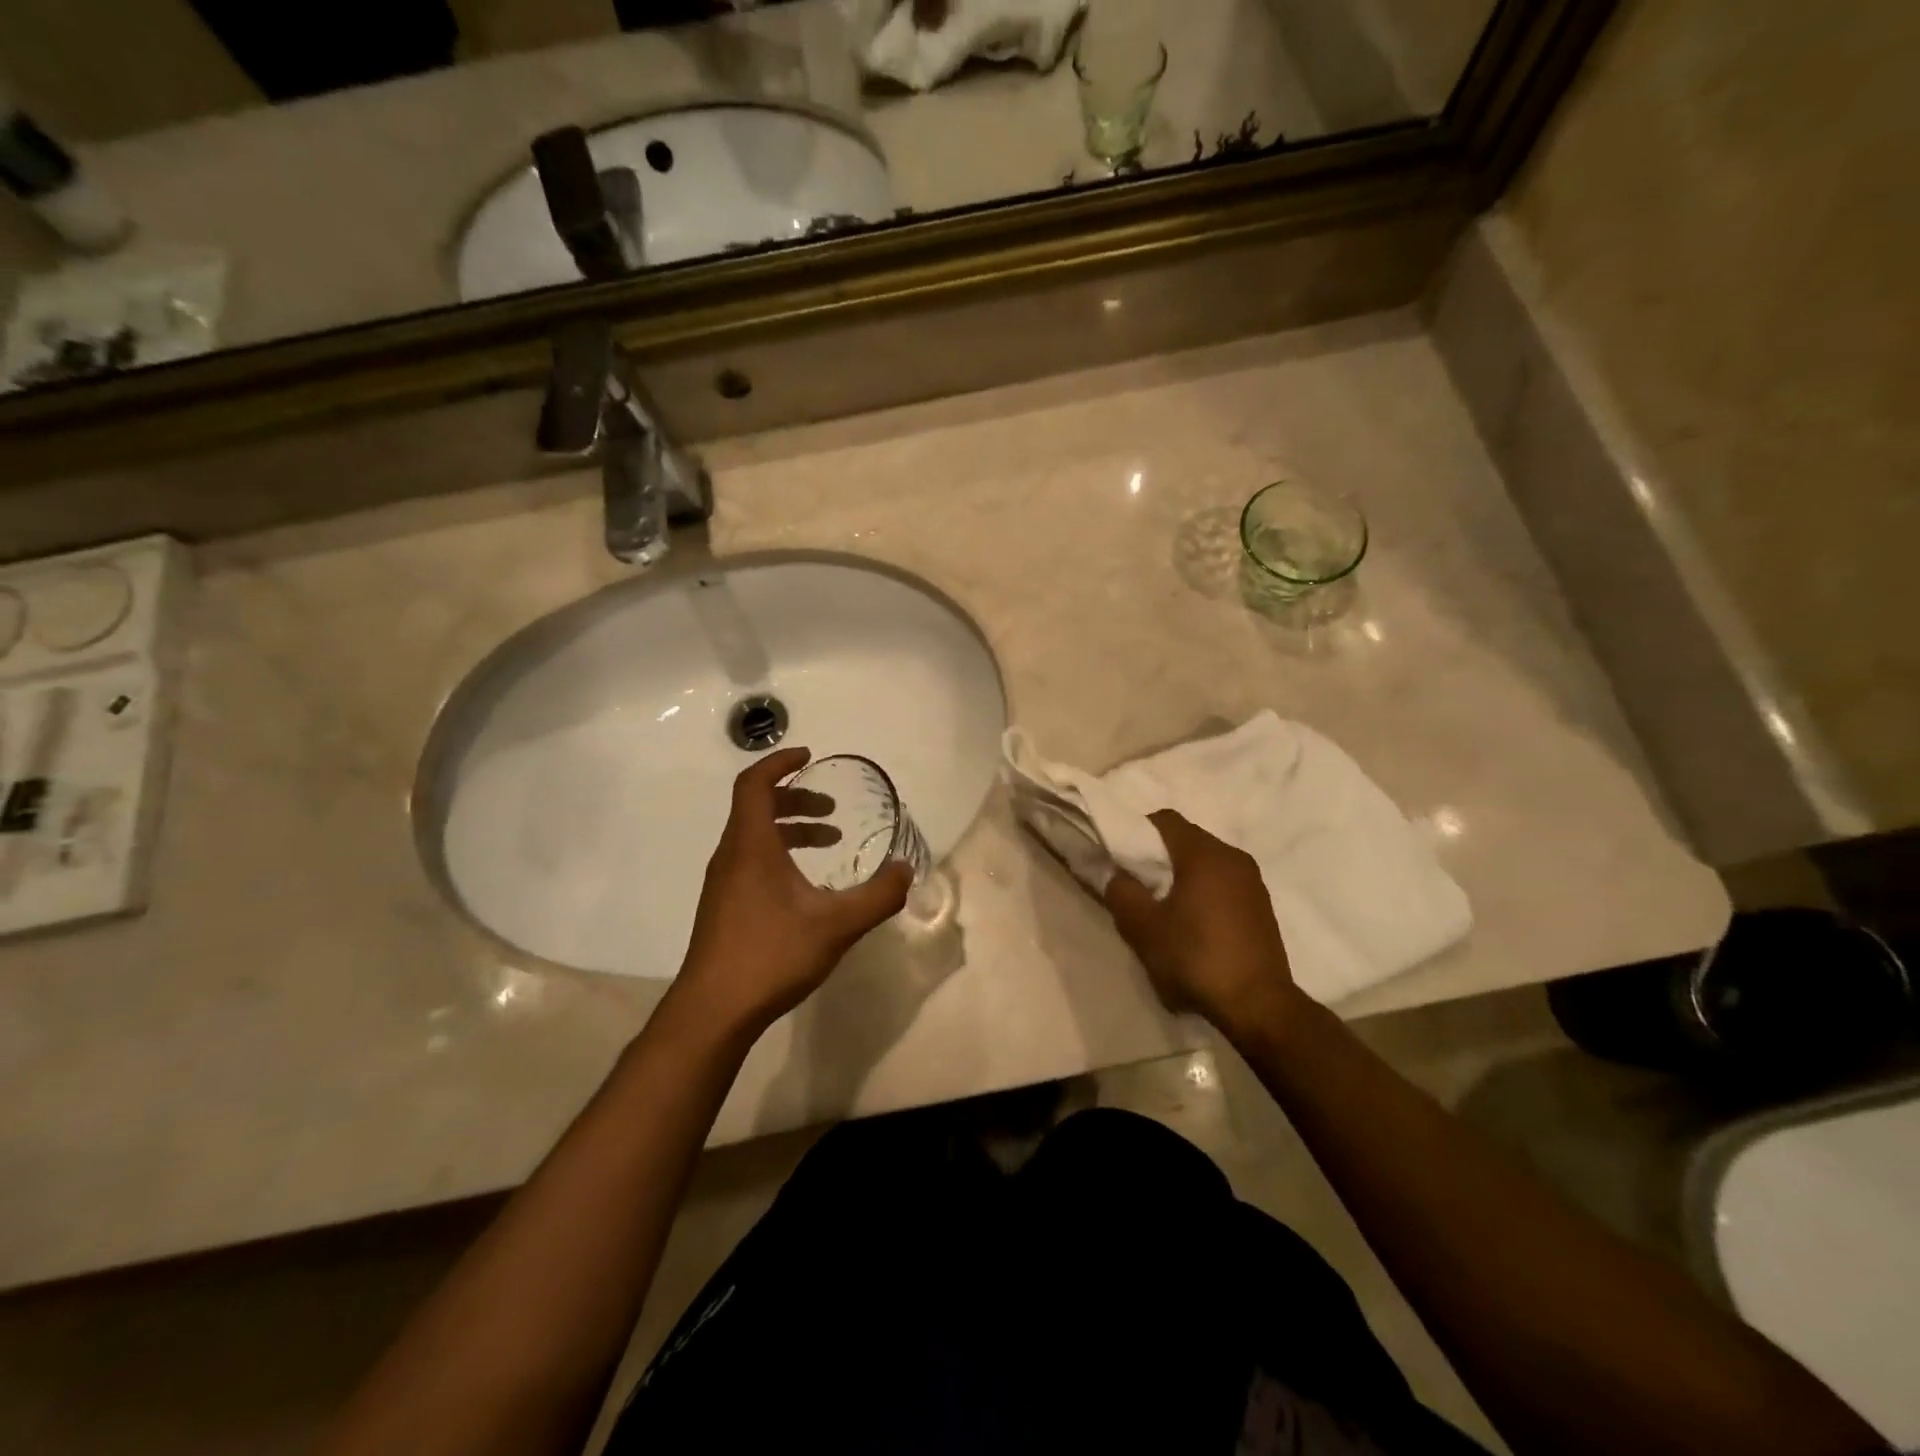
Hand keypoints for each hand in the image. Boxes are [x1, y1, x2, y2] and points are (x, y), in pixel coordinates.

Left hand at [675, 747, 912, 1039]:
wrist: (713, 1011)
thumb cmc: (770, 955)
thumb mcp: (836, 925)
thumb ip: (877, 896)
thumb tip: (906, 869)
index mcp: (751, 846)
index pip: (755, 784)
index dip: (780, 763)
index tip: (810, 756)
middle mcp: (731, 856)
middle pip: (756, 807)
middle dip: (796, 798)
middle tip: (832, 810)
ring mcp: (723, 883)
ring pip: (754, 836)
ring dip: (790, 829)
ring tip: (829, 843)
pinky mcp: (723, 907)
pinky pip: (751, 861)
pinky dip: (780, 855)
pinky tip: (806, 888)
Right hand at [1102, 810, 1305, 1043]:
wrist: (1258, 1006)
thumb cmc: (1195, 958)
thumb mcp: (1143, 928)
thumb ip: (1122, 893)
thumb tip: (1118, 876)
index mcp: (1204, 854)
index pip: (1165, 820)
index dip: (1138, 831)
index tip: (1124, 857)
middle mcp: (1233, 858)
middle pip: (1187, 840)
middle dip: (1160, 857)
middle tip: (1139, 885)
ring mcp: (1253, 882)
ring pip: (1207, 863)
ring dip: (1184, 877)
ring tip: (1166, 909)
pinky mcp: (1262, 907)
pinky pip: (1225, 884)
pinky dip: (1205, 893)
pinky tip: (1194, 926)